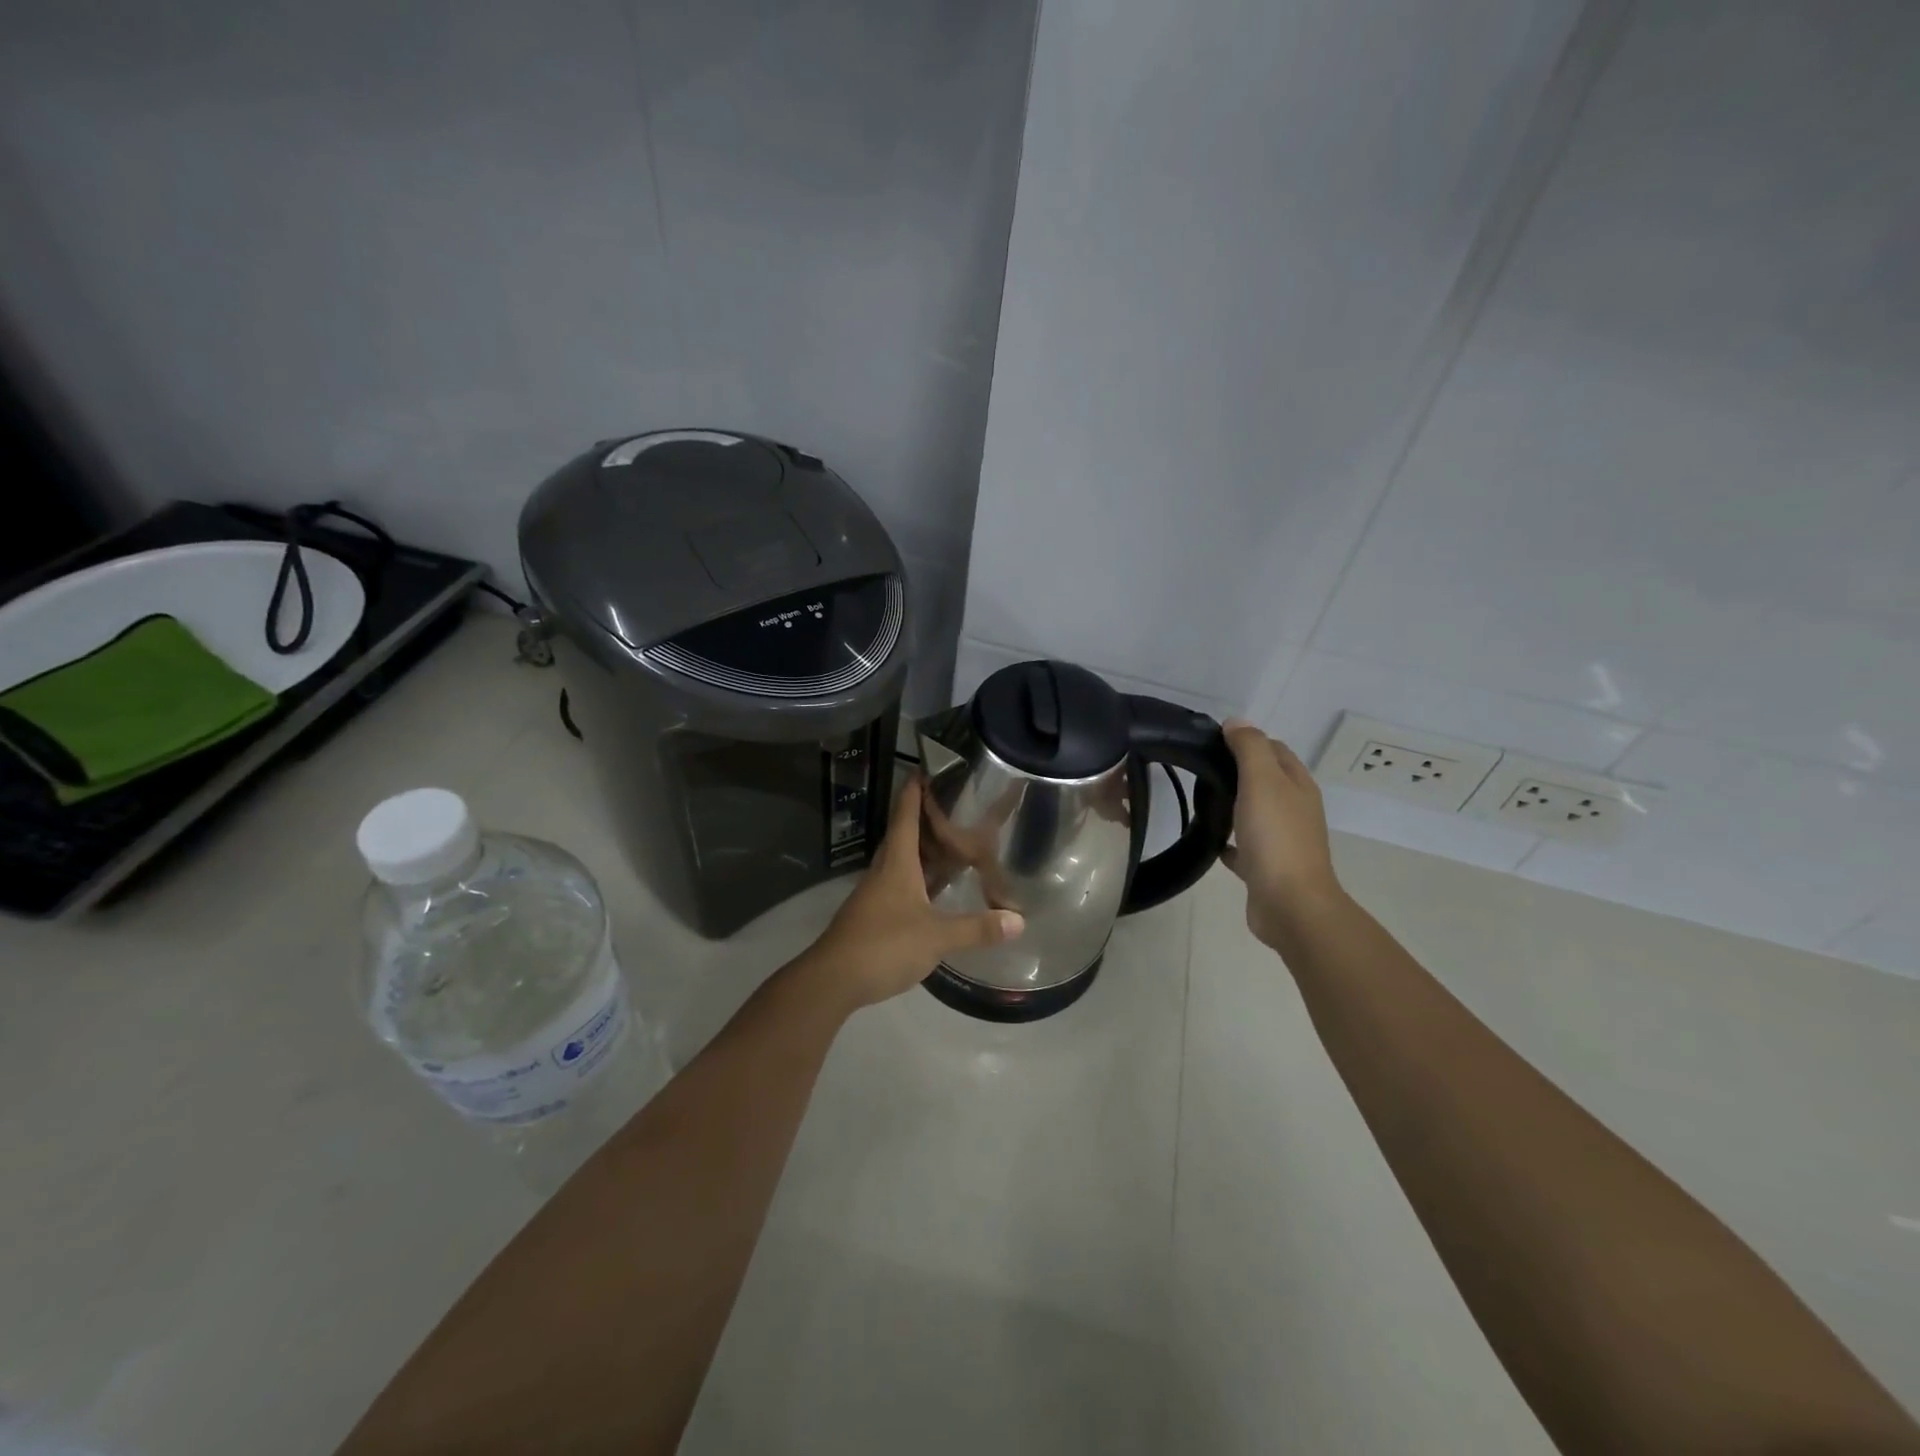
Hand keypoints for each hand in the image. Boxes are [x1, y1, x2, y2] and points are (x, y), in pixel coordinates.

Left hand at [801, 776, 1025, 1010]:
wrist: (833, 979)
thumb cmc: (884, 944)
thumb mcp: (936, 937)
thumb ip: (977, 928)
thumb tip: (1019, 920)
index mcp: (897, 863)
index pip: (905, 817)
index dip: (914, 792)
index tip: (925, 770)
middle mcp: (884, 872)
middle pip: (904, 837)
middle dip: (926, 821)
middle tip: (954, 810)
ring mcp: (876, 895)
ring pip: (902, 863)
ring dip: (924, 853)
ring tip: (952, 846)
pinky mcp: (873, 917)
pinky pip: (900, 887)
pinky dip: (919, 881)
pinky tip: (935, 892)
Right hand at [1220, 720, 1342, 947]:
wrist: (1290, 904)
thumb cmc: (1276, 837)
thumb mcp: (1262, 781)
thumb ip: (1249, 748)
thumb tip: (1236, 721)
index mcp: (1297, 785)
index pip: (1274, 749)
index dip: (1247, 740)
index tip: (1211, 741)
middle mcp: (1294, 809)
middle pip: (1265, 779)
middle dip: (1237, 770)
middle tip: (1200, 767)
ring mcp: (1282, 840)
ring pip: (1255, 812)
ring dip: (1233, 804)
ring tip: (1200, 799)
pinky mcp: (1266, 867)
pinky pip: (1244, 846)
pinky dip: (1229, 840)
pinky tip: (1210, 839)